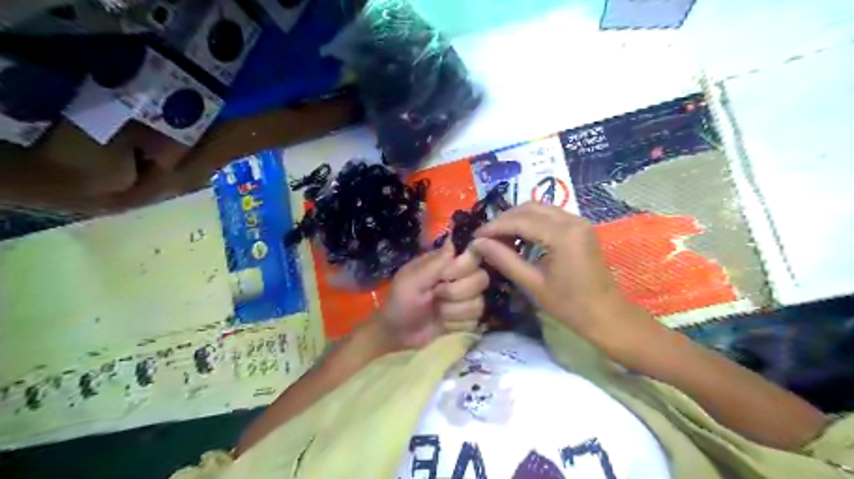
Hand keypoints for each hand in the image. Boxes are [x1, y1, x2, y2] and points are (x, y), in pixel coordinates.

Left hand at [377, 241, 489, 349]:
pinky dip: (456, 324)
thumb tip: (453, 241)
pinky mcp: (469, 318)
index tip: (444, 277)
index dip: (462, 268)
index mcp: (447, 262)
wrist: (399, 334)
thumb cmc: (401, 301)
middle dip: (456, 292)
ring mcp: (467, 298)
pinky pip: (475, 320)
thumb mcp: (412, 280)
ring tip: (437, 311)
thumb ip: (434, 263)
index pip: (473, 256)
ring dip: (453, 311)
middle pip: (481, 279)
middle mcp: (461, 277)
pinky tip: (443, 323)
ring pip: (479, 302)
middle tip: (436, 295)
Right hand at [469, 203, 643, 339]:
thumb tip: (478, 244)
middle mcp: (573, 220)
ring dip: (516, 219)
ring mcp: (578, 221)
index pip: (520, 221)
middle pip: (529, 208)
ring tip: (499, 237)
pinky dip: (530, 222)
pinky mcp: (580, 227)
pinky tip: (519, 237)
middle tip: (486, 237)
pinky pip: (549, 215)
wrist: (606, 315)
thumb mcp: (533, 284)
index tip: (475, 237)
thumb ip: (505, 260)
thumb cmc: (569, 305)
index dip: (494, 227)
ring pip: (539, 208)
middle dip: (504, 220)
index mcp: (563, 235)